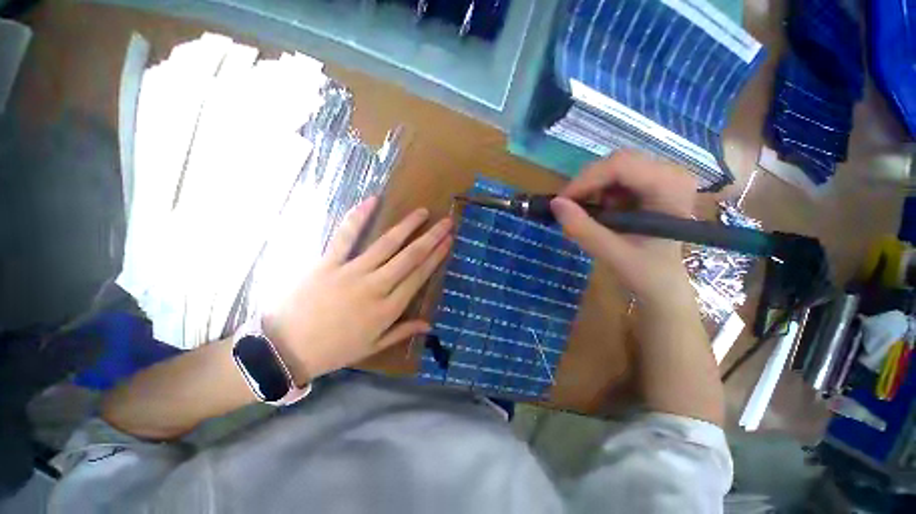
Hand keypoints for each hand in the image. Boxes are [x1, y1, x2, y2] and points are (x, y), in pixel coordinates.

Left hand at [265, 197, 451, 381]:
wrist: (284, 350)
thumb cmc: (334, 350)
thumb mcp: (373, 347)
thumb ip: (403, 331)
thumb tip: (429, 325)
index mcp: (388, 308)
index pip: (419, 276)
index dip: (436, 257)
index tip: (448, 241)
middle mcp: (376, 287)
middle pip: (410, 257)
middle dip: (431, 237)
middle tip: (446, 222)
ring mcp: (352, 272)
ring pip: (386, 244)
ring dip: (407, 226)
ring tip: (422, 212)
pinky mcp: (328, 262)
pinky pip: (345, 236)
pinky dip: (358, 217)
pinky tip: (372, 200)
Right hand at [550, 150, 696, 303]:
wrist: (661, 283)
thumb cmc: (646, 273)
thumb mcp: (612, 254)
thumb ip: (583, 229)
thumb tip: (555, 203)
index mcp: (672, 187)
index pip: (622, 165)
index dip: (586, 180)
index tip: (562, 202)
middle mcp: (671, 173)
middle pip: (617, 161)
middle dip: (587, 184)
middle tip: (569, 208)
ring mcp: (661, 176)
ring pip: (612, 167)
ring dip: (591, 189)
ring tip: (586, 215)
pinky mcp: (649, 183)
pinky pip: (614, 177)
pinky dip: (597, 193)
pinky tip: (599, 212)